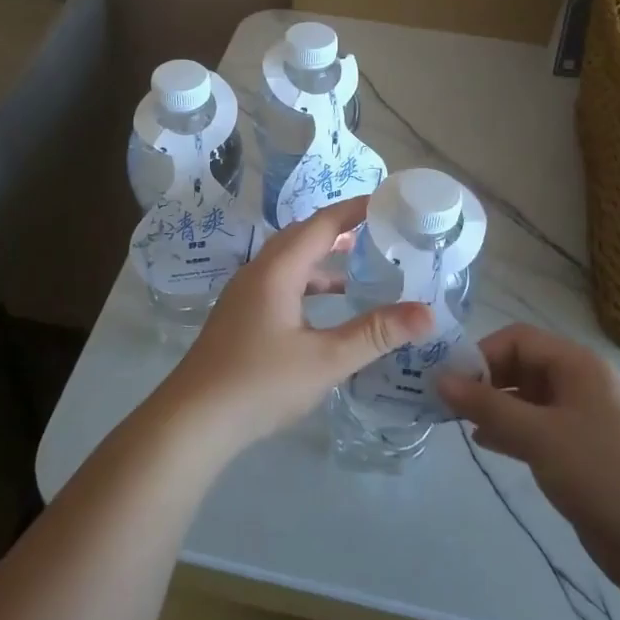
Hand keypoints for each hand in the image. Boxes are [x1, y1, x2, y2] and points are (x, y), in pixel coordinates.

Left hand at [151, 196, 433, 461]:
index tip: (387, 200)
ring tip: (359, 264)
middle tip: (379, 229)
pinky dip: (308, 283)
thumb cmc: (260, 383)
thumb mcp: (326, 360)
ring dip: (323, 258)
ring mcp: (245, 294)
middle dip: (340, 228)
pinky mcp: (240, 315)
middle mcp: (258, 271)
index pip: (322, 223)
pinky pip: (280, 282)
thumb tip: (426, 313)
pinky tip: (326, 307)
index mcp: (278, 269)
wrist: (193, 419)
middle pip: (303, 236)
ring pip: (289, 261)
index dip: (355, 209)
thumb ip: (375, 333)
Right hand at [438, 323, 619, 584]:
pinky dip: (512, 430)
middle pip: (523, 366)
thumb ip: (487, 406)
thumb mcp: (538, 436)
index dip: (483, 355)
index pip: (519, 339)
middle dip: (486, 381)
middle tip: (452, 406)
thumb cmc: (601, 474)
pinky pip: (539, 427)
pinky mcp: (583, 450)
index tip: (453, 383)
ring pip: (528, 399)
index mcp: (579, 365)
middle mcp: (582, 383)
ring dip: (495, 407)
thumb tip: (439, 379)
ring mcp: (584, 418)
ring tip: (462, 424)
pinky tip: (487, 444)